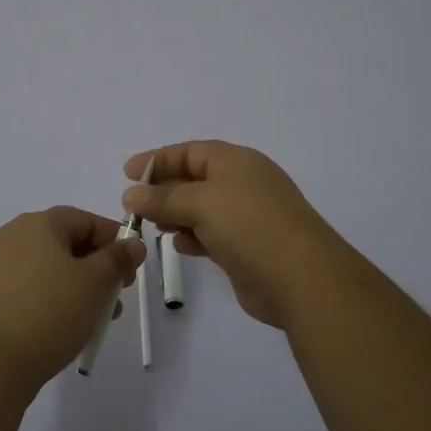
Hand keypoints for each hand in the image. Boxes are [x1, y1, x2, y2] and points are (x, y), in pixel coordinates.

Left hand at [0, 207, 146, 391]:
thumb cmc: (50, 312)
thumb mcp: (96, 283)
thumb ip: (118, 259)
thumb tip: (132, 244)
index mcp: (39, 223)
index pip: (86, 220)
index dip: (114, 241)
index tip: (131, 270)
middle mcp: (12, 234)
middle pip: (65, 242)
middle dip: (96, 267)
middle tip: (114, 298)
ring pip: (47, 267)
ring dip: (75, 286)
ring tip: (92, 320)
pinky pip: (27, 287)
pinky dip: (49, 298)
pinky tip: (61, 326)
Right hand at [122, 141, 347, 326]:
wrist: (302, 278)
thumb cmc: (250, 225)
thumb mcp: (202, 202)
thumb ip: (163, 198)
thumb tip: (130, 194)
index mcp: (236, 161)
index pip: (189, 152)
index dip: (158, 160)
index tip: (128, 174)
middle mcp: (241, 184)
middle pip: (193, 179)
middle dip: (163, 190)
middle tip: (134, 206)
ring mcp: (245, 217)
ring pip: (200, 208)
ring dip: (175, 215)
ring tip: (152, 225)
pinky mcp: (245, 247)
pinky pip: (210, 234)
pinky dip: (192, 236)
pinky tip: (179, 245)